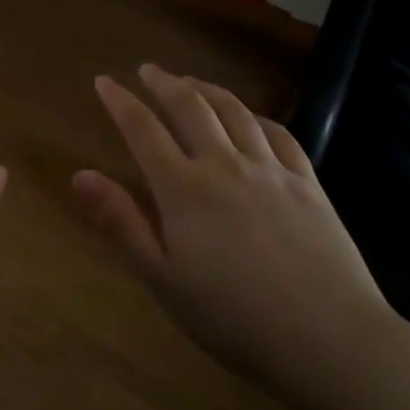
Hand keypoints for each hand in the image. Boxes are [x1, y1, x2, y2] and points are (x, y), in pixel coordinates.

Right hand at [73, 64, 393, 401]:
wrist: (329, 339)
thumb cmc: (234, 318)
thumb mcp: (163, 278)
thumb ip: (122, 222)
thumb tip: (80, 175)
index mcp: (184, 189)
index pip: (143, 130)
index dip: (120, 101)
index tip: (104, 81)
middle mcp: (224, 165)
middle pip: (190, 107)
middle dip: (164, 83)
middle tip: (148, 70)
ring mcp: (271, 170)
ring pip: (234, 111)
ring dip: (207, 90)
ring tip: (192, 82)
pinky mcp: (308, 183)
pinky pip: (279, 134)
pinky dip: (257, 116)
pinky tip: (251, 117)